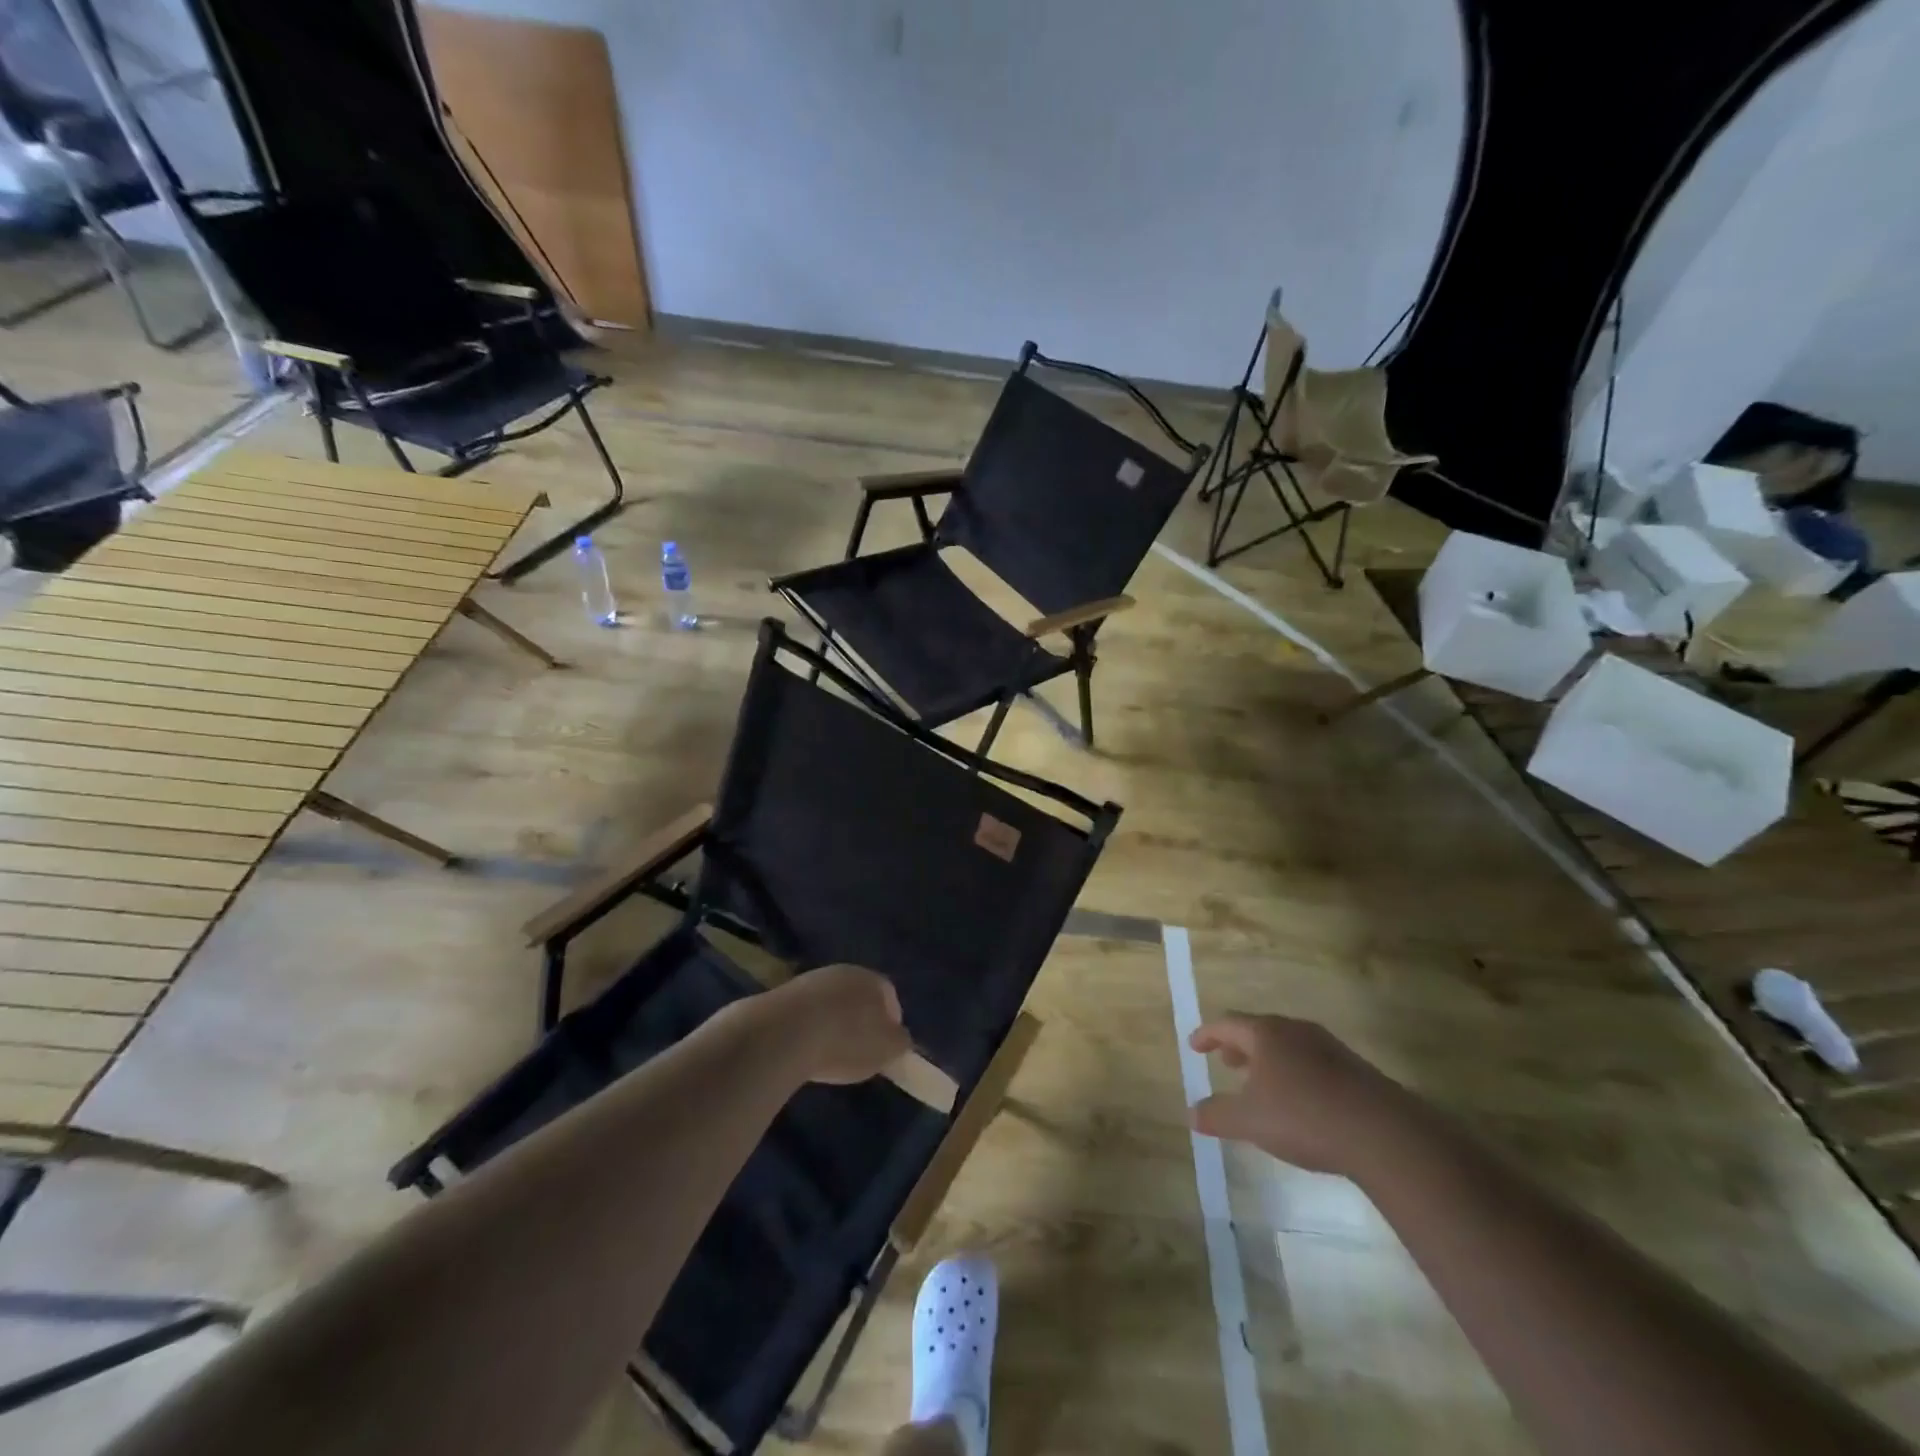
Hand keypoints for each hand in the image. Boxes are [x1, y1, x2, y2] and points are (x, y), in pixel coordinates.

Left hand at [765, 964, 910, 1085]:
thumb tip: (899, 1038)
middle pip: (858, 996)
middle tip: (857, 1051)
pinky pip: (805, 1012)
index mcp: (873, 980)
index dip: (890, 1023)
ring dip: (832, 1023)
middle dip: (860, 1020)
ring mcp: (812, 980)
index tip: (884, 1048)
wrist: (784, 1032)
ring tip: (827, 1053)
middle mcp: (844, 971)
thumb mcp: (887, 1050)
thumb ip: (900, 1042)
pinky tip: (803, 1049)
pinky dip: (808, 1028)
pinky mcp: (783, 994)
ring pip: (830, 1002)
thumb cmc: (846, 1041)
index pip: (890, 996)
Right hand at [1189, 1013, 1414, 1178]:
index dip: (1207, 1034)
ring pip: (1288, 1045)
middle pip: (1259, 1030)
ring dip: (1268, 1059)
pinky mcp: (1354, 1069)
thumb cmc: (1304, 1117)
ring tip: (1261, 1082)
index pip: (1227, 1024)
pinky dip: (1294, 1072)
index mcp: (1266, 1034)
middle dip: (1239, 1045)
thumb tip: (1192, 1112)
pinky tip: (1299, 1100)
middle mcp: (1295, 1030)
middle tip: (1226, 1062)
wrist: (1383, 1134)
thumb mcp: (1250, 1121)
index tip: (1194, 1046)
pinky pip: (1312, 1061)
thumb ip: (1217, 1115)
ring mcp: (1329, 1047)